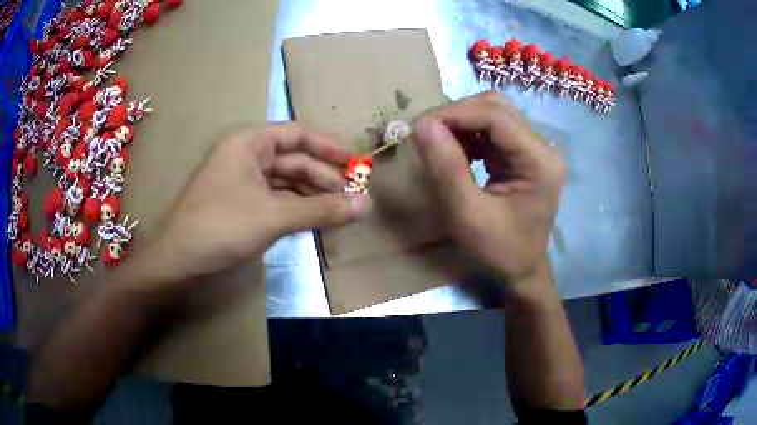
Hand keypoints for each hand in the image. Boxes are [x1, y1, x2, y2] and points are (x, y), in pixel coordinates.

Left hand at [140, 123, 368, 283]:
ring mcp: (244, 183)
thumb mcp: (273, 215)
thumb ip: (320, 209)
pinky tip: (317, 220)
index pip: (298, 135)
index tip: (359, 163)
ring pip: (288, 183)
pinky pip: (277, 201)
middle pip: (295, 161)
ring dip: (314, 196)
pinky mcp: (243, 206)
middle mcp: (247, 156)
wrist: (178, 261)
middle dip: (325, 178)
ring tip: (343, 212)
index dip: (330, 148)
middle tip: (355, 198)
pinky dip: (298, 210)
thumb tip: (366, 205)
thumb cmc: (221, 226)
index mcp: (250, 142)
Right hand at [411, 92, 564, 287]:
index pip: (496, 116)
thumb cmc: (500, 249)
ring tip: (436, 141)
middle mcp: (541, 148)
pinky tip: (453, 151)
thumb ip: (447, 168)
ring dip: (461, 123)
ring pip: (493, 115)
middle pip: (496, 108)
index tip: (419, 126)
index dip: (455, 114)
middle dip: (457, 114)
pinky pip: (492, 132)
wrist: (522, 270)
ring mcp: (533, 150)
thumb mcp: (468, 214)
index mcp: (539, 161)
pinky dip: (468, 135)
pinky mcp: (521, 155)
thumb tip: (421, 125)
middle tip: (426, 132)